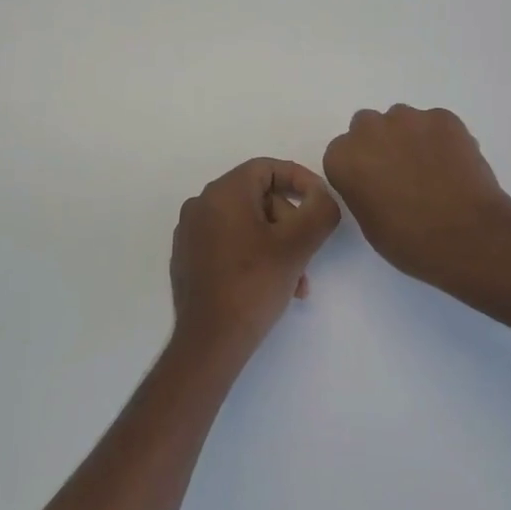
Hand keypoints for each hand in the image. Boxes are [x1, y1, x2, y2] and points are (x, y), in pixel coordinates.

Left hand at [169, 159, 340, 366]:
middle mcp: (201, 205)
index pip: (267, 168)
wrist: (209, 341)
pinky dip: (255, 254)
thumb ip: (319, 211)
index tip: (322, 203)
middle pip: (258, 197)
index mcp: (222, 193)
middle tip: (308, 252)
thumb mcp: (298, 245)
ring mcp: (190, 232)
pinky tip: (272, 285)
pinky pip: (229, 242)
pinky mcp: (188, 257)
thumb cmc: (254, 285)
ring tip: (296, 280)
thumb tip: (321, 196)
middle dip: (290, 222)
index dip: (300, 180)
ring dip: (277, 244)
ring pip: (247, 223)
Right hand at [323, 106, 510, 290]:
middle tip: (401, 173)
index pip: (342, 153)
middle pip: (367, 127)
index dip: (359, 169)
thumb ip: (363, 189)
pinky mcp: (444, 117)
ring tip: (432, 169)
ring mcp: (408, 119)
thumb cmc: (410, 241)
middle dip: (380, 144)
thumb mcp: (369, 222)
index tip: (375, 186)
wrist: (467, 236)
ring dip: (409, 137)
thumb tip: (378, 181)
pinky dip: (440, 138)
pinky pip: (435, 122)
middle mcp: (369, 130)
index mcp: (343, 158)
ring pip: (402, 120)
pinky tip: (454, 165)